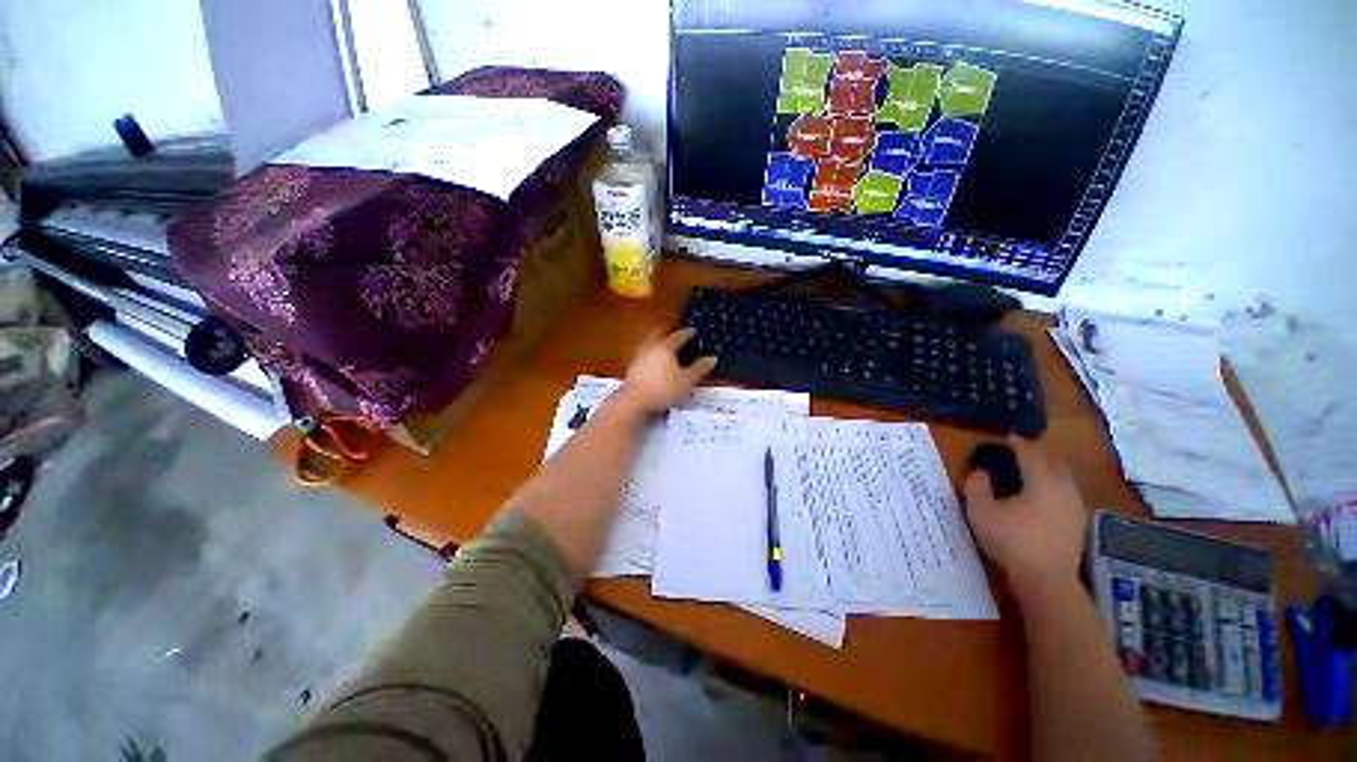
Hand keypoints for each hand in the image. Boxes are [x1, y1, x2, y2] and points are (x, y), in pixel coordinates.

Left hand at [615, 328, 716, 414]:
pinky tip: (654, 362)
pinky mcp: (632, 368)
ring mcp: (639, 357)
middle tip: (675, 334)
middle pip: (659, 335)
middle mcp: (651, 347)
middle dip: (667, 333)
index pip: (678, 336)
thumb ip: (699, 368)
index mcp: (665, 347)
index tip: (693, 330)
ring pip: (649, 344)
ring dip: (657, 343)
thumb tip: (713, 358)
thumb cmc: (663, 389)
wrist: (634, 402)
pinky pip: (644, 355)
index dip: (687, 333)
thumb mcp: (687, 381)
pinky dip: (651, 354)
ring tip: (665, 347)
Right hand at [963, 434, 1087, 598]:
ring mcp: (1075, 506)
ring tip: (1031, 472)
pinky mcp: (1078, 523)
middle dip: (1038, 454)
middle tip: (1020, 452)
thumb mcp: (981, 511)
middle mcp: (1064, 488)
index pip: (1030, 453)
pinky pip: (1066, 493)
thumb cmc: (1012, 541)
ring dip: (1048, 470)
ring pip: (1064, 478)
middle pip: (1053, 462)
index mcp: (1042, 480)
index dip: (1018, 443)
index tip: (1007, 436)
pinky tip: (1042, 497)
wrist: (1047, 580)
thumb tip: (981, 472)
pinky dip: (1054, 486)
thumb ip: (977, 486)